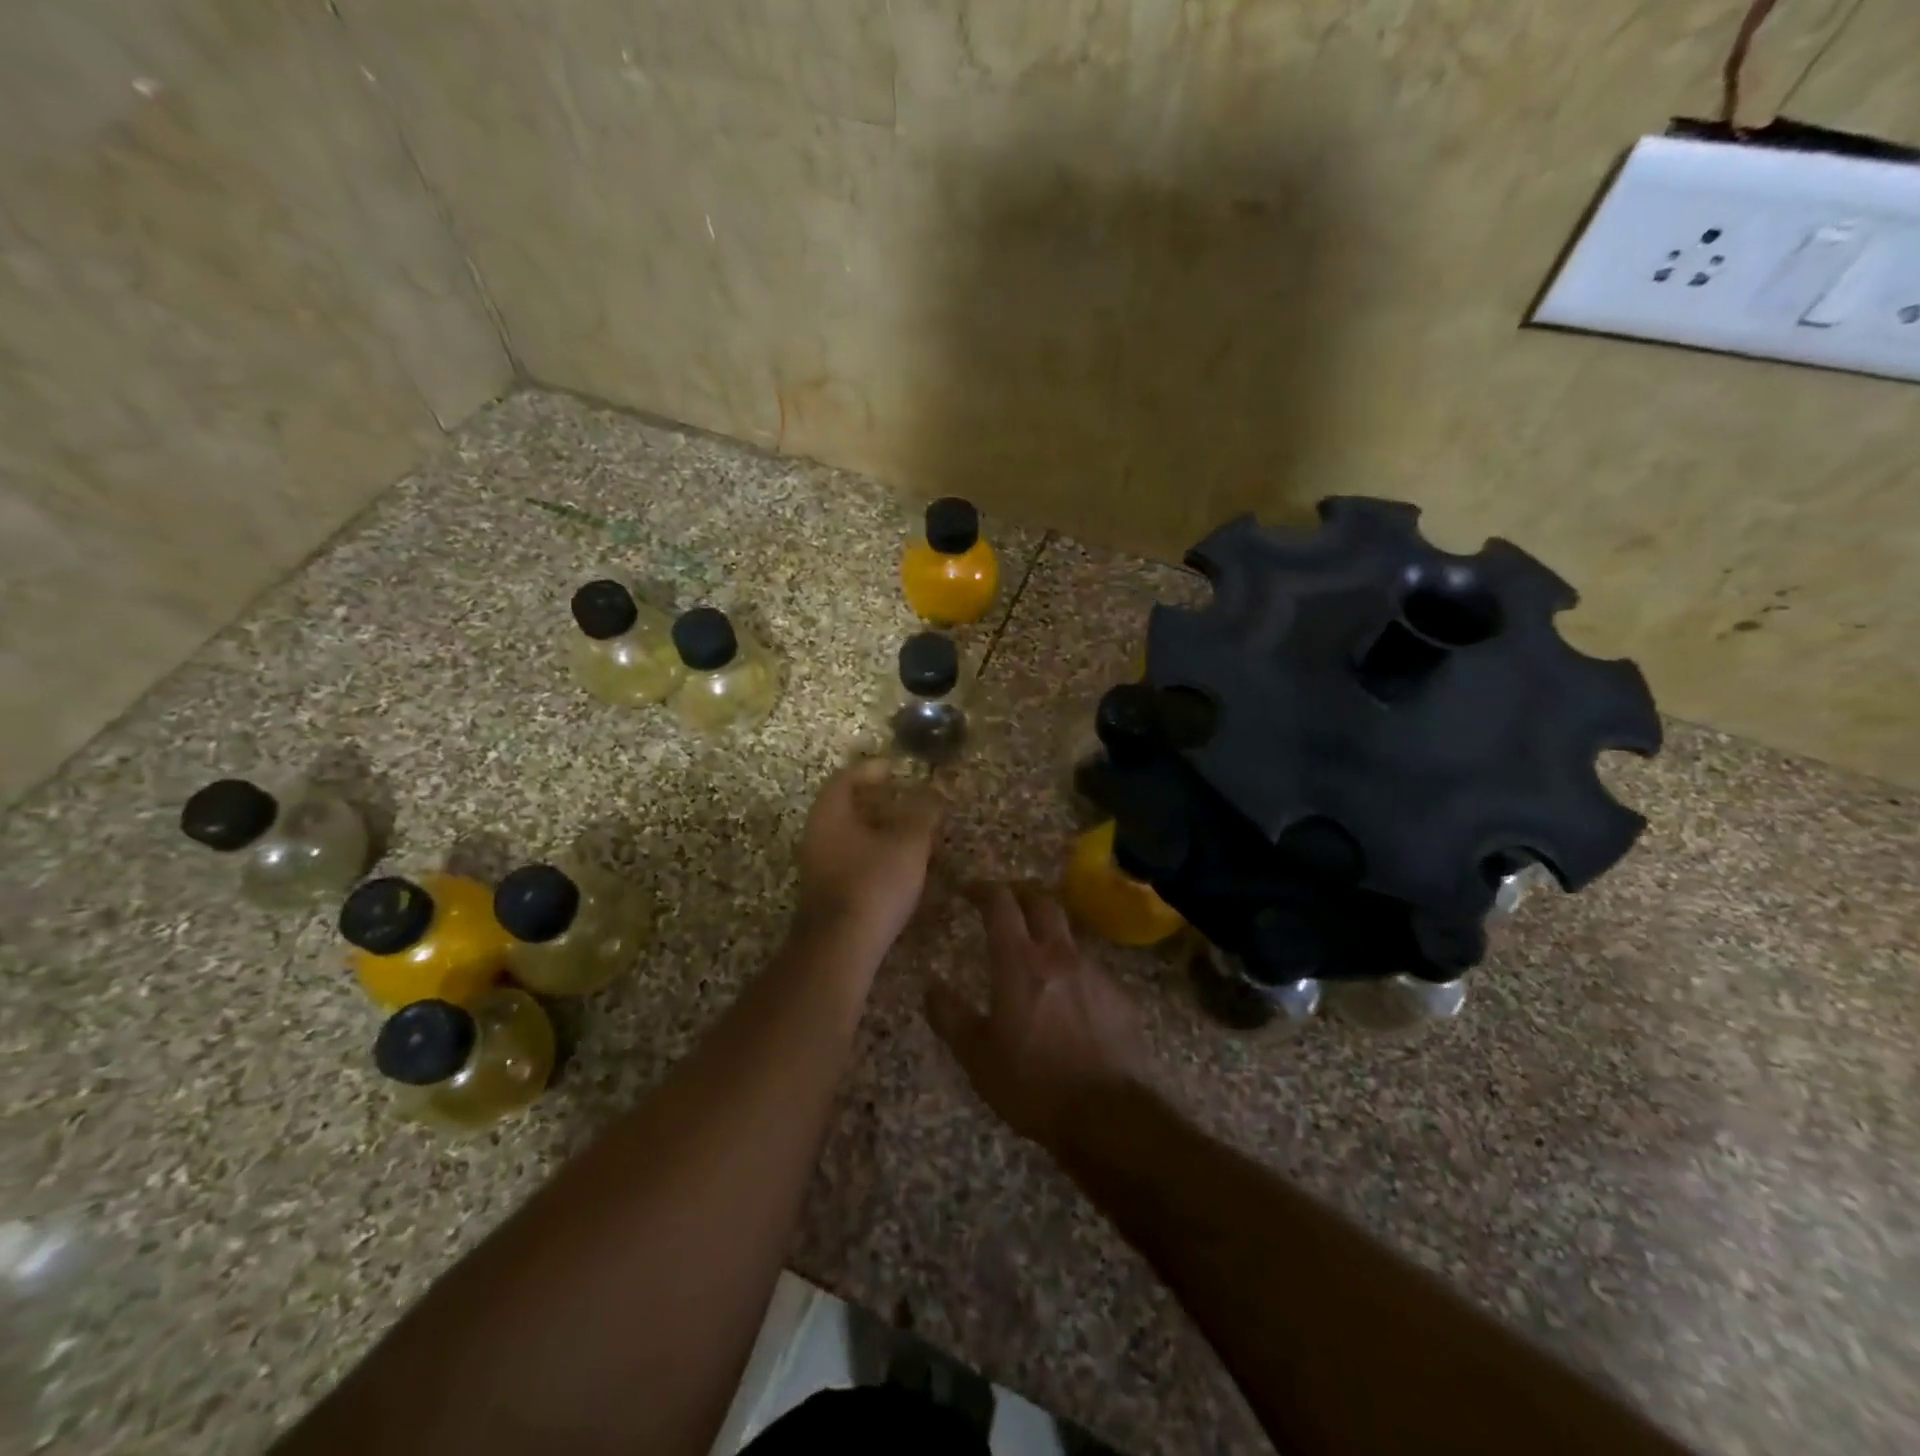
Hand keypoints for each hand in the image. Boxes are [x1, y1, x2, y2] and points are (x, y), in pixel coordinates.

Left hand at [795, 759, 939, 955]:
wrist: (841, 945)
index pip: (846, 778)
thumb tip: (933, 794)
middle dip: (877, 803)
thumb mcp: (909, 843)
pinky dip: (874, 855)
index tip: (895, 769)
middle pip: (846, 808)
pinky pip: (851, 860)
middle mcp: (817, 835)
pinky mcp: (827, 892)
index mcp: (830, 813)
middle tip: (906, 801)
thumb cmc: (874, 882)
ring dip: (877, 831)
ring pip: (849, 837)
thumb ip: (922, 814)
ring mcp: (818, 866)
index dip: (871, 770)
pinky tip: (899, 866)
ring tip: (910, 834)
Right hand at [925, 883, 1153, 1154]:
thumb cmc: (1034, 1084)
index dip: (983, 889)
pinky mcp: (1119, 996)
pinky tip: (1067, 998)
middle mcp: (1059, 955)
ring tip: (1034, 952)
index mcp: (1020, 963)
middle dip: (1020, 894)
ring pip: (1068, 933)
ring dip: (1048, 931)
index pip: (1001, 904)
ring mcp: (1094, 973)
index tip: (968, 890)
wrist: (1111, 1116)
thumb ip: (950, 1017)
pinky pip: (1090, 968)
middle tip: (1004, 903)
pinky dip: (1071, 969)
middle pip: (1042, 902)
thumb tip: (931, 987)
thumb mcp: (978, 1057)